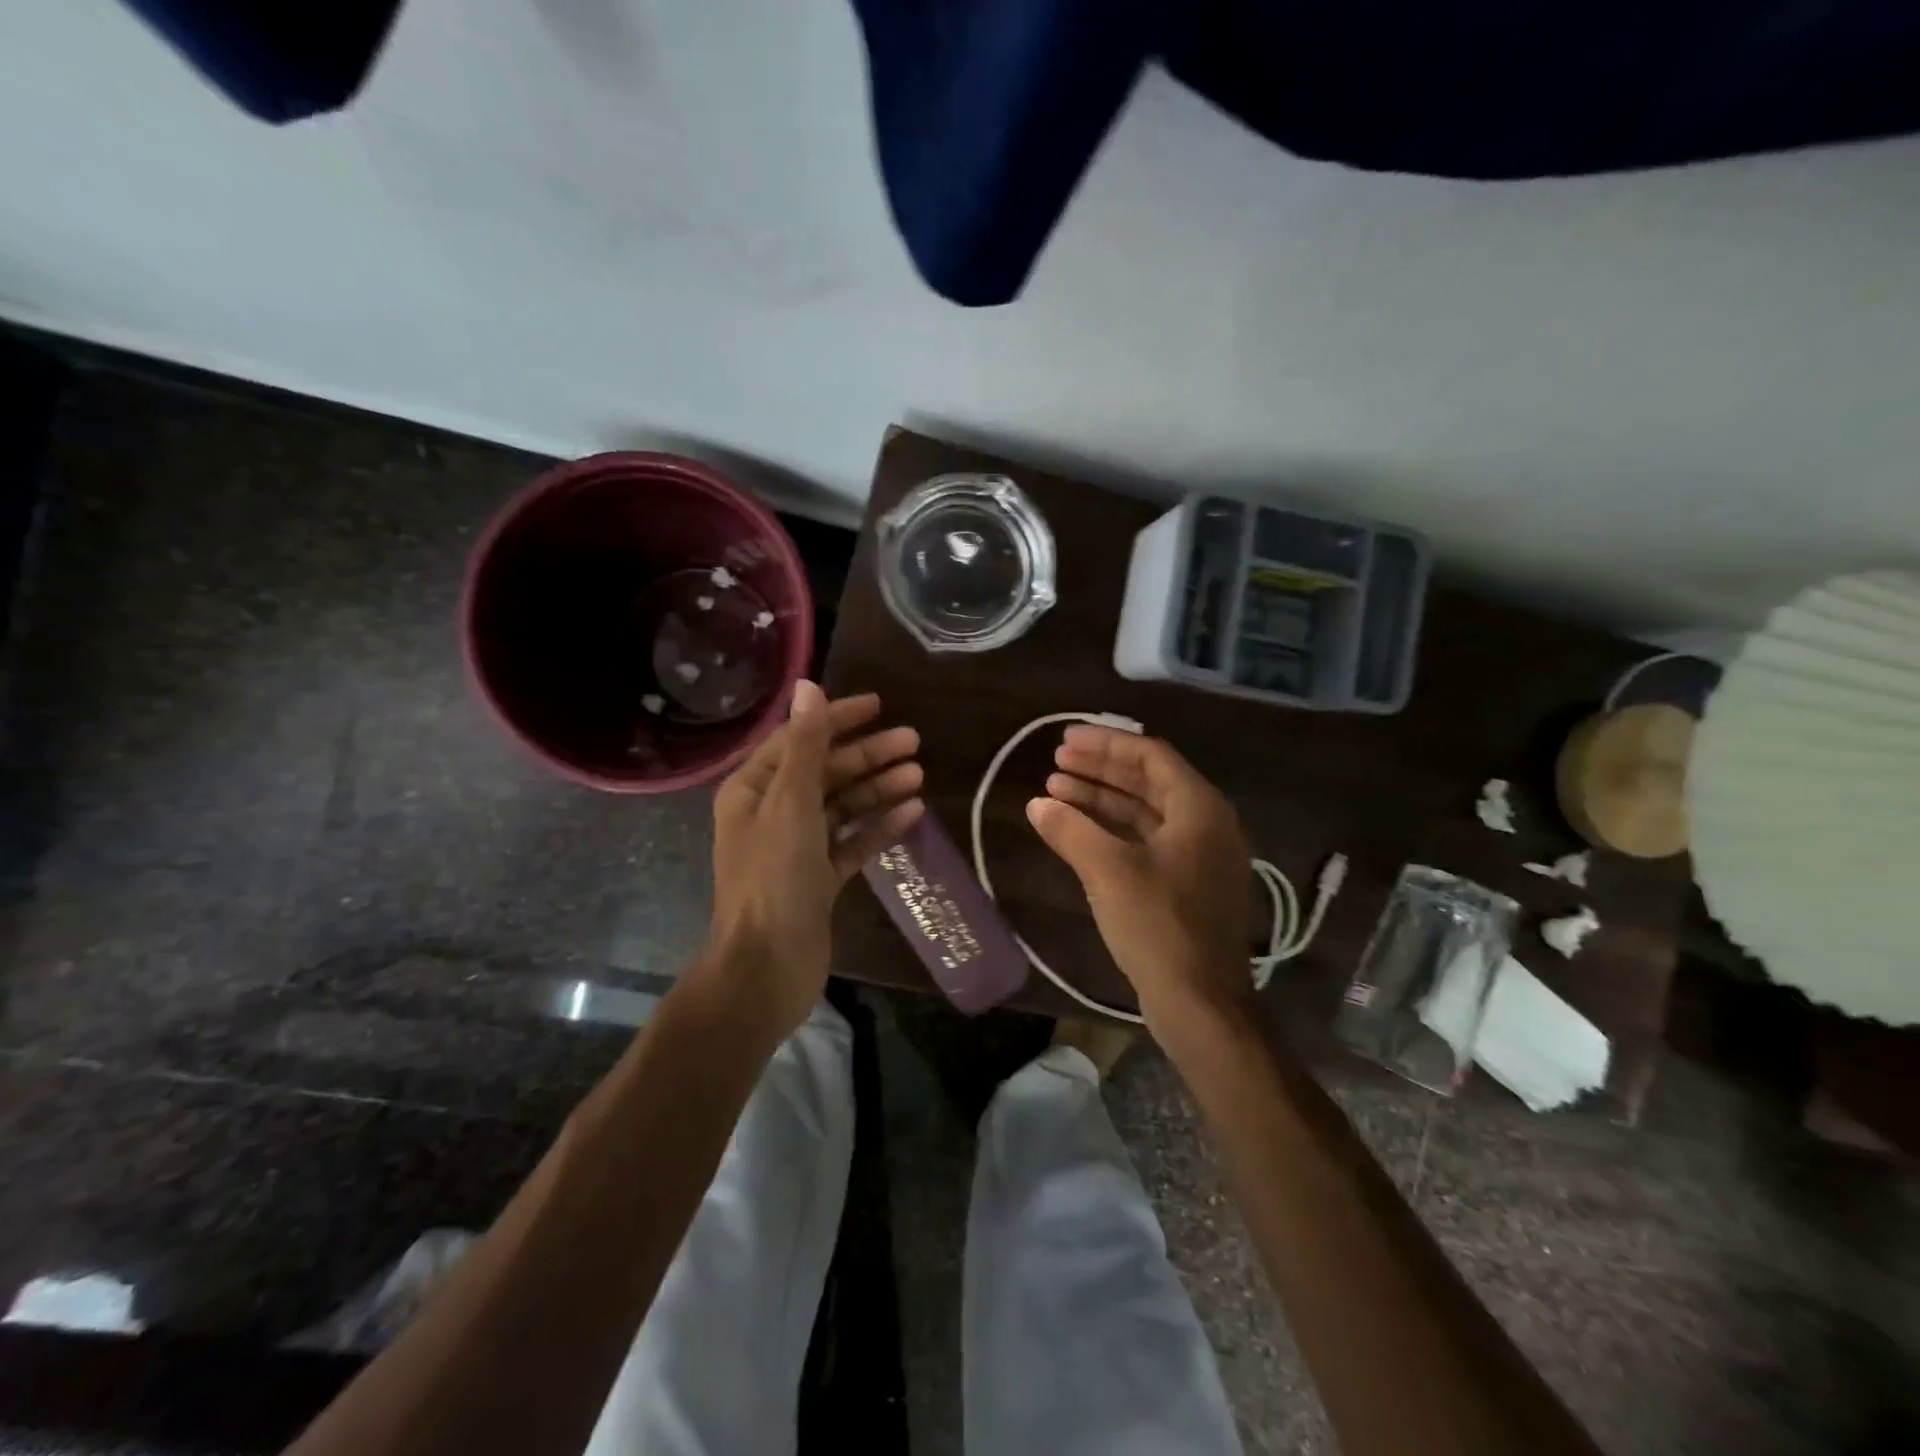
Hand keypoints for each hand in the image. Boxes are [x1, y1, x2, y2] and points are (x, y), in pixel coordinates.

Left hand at [703, 682, 923, 1038]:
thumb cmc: (774, 877)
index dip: (837, 719)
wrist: (767, 968)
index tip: (879, 705)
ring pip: (843, 806)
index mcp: (753, 790)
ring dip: (878, 788)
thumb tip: (808, 686)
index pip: (799, 740)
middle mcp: (772, 814)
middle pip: (826, 772)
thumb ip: (805, 745)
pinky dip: (878, 826)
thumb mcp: (790, 803)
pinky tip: (912, 813)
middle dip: (868, 755)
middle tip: (914, 741)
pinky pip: (852, 842)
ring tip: (918, 775)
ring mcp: (797, 848)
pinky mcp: (819, 879)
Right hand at [1026, 725, 1253, 1035]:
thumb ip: (1071, 830)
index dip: (1105, 743)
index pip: (1150, 756)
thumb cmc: (1160, 927)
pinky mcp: (1186, 885)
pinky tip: (1076, 831)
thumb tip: (1037, 804)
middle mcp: (1205, 824)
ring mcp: (1198, 857)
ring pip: (1144, 812)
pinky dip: (1111, 830)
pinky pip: (1146, 840)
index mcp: (1199, 809)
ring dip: (1101, 798)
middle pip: (1148, 780)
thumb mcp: (1109, 872)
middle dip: (1100, 769)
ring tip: (1056, 790)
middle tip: (1055, 761)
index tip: (1065, 739)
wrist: (1201, 1005)